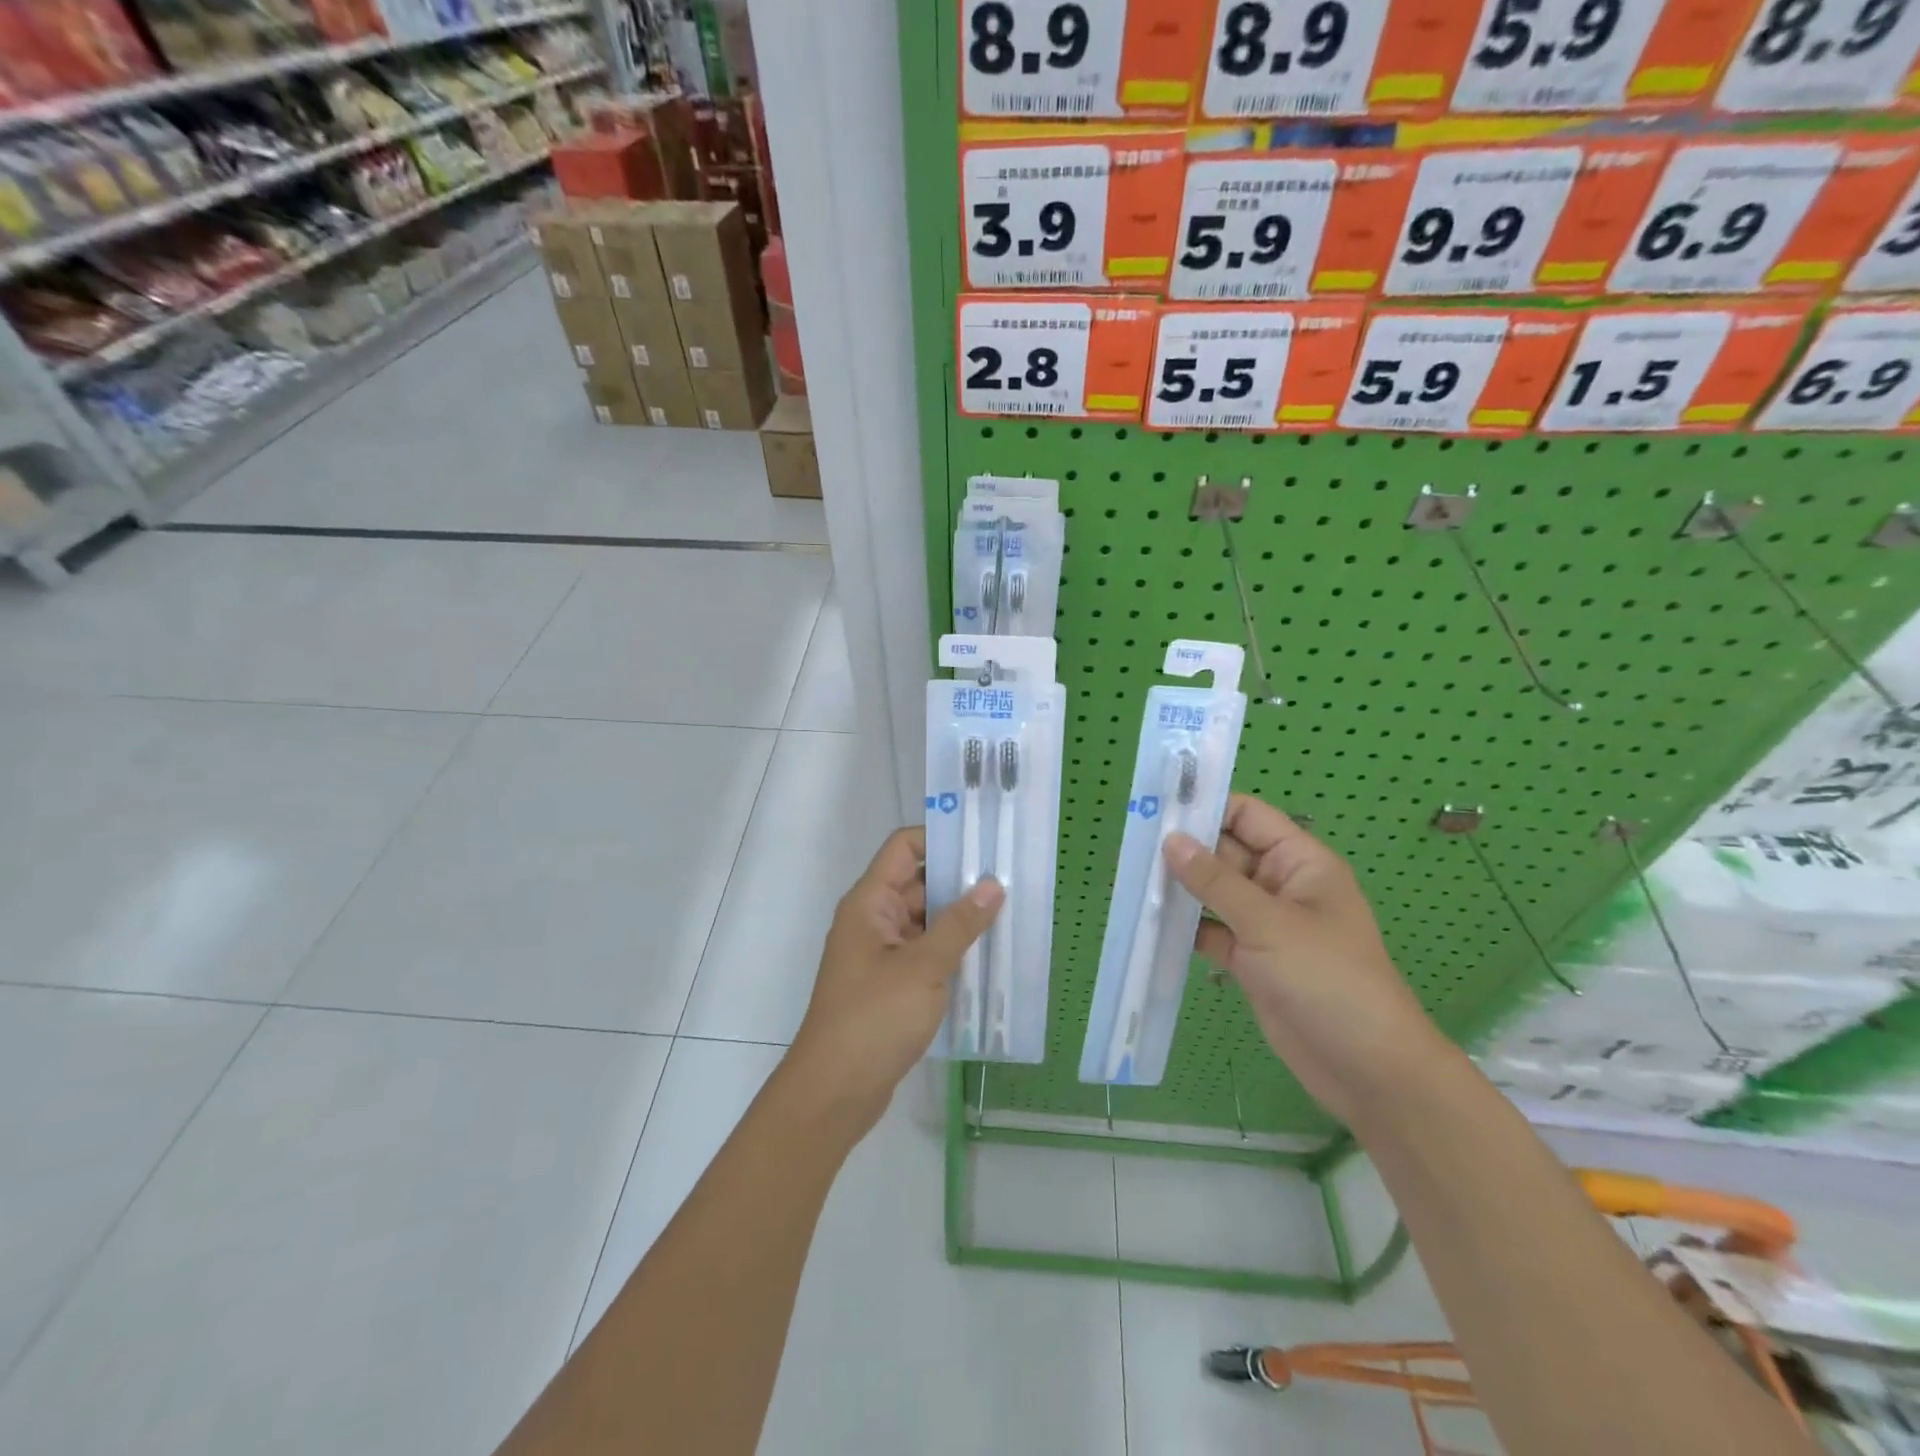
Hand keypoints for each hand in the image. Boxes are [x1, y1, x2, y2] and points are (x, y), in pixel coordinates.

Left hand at [786, 827, 1002, 1137]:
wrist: (834, 1092)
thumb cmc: (873, 1019)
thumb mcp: (923, 967)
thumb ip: (959, 924)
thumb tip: (993, 884)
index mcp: (870, 902)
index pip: (903, 848)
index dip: (940, 837)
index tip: (984, 841)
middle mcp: (874, 920)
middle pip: (919, 883)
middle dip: (961, 880)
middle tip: (1011, 878)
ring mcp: (882, 954)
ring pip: (926, 920)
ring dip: (961, 918)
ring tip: (1011, 913)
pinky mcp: (892, 984)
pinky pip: (926, 952)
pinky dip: (953, 950)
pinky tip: (989, 956)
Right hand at [1164, 796, 1447, 1126]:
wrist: (1366, 1069)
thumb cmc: (1328, 980)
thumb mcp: (1269, 924)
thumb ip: (1216, 882)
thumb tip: (1171, 840)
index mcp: (1299, 862)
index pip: (1247, 817)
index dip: (1207, 808)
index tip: (1159, 810)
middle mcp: (1280, 886)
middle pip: (1225, 853)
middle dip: (1184, 850)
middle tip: (1132, 847)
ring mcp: (1264, 925)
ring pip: (1214, 893)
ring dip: (1181, 889)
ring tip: (1133, 880)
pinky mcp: (1250, 959)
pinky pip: (1211, 930)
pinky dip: (1186, 927)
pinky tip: (1151, 923)